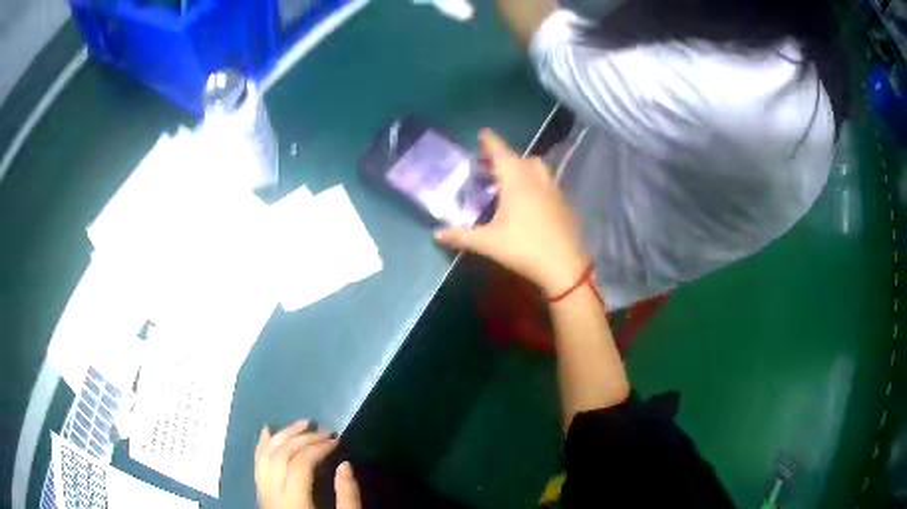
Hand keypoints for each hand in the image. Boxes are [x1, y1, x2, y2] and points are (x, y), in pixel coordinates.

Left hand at [255, 421, 361, 508]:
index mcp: (294, 502)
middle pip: (281, 455)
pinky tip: (268, 431)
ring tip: (302, 423)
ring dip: (282, 435)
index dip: (318, 447)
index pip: (300, 464)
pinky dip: (262, 445)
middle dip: (303, 438)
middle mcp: (272, 494)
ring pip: (265, 456)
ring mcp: (262, 493)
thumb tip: (345, 464)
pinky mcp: (260, 494)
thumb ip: (347, 496)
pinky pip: (257, 465)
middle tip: (325, 431)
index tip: (337, 440)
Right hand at [435, 129, 589, 295]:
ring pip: (537, 168)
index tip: (483, 132)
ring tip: (509, 179)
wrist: (564, 266)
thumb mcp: (488, 243)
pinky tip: (529, 200)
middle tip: (489, 165)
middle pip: (520, 158)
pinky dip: (535, 181)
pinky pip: (548, 182)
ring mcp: (553, 190)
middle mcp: (536, 179)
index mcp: (516, 181)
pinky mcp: (564, 203)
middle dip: (504, 156)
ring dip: (522, 166)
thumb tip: (436, 235)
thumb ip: (460, 236)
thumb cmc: (523, 248)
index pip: (501, 152)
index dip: (490, 141)